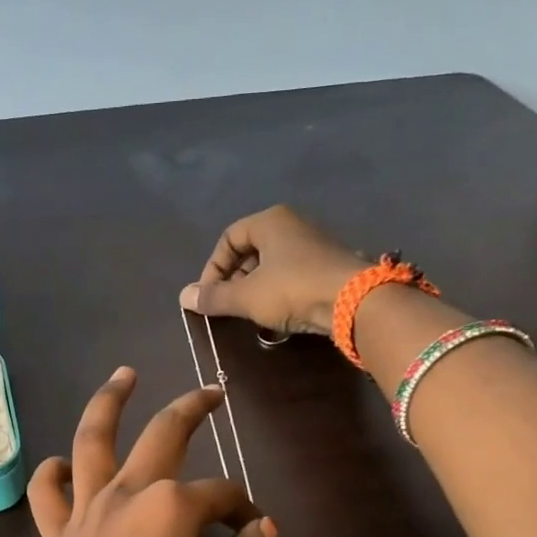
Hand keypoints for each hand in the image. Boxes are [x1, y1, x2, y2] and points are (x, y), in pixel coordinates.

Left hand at [0, 368, 277, 536]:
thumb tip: (264, 529)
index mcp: (170, 511)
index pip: (221, 496)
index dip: (244, 512)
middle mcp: (126, 495)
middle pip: (162, 435)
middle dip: (192, 408)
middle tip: (212, 392)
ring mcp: (84, 511)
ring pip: (94, 440)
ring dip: (110, 402)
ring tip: (124, 375)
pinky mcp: (56, 536)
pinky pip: (49, 492)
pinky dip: (54, 472)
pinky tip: (61, 463)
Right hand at [179, 204, 365, 335]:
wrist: (354, 300)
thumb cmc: (292, 289)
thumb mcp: (246, 296)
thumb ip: (214, 297)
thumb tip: (183, 297)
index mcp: (270, 221)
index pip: (229, 238)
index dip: (213, 267)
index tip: (209, 295)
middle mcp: (292, 225)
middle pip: (251, 250)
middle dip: (234, 279)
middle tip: (228, 305)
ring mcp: (314, 245)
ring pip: (272, 265)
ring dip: (255, 289)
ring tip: (250, 313)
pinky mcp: (328, 266)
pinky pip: (292, 276)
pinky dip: (278, 293)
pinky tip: (277, 315)